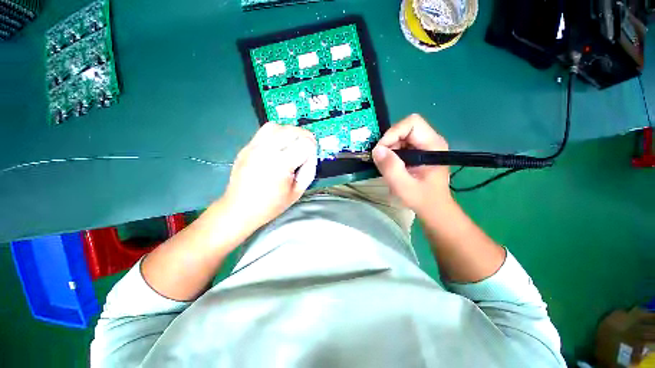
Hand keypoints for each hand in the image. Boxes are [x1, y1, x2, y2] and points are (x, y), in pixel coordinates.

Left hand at [222, 122, 317, 230]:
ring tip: (292, 144)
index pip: (305, 143)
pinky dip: (277, 134)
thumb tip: (311, 154)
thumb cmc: (270, 205)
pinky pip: (265, 131)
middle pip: (292, 130)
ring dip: (290, 132)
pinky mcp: (246, 147)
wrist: (239, 209)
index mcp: (281, 164)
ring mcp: (253, 147)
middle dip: (304, 137)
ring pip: (278, 126)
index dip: (312, 149)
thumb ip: (309, 170)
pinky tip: (278, 146)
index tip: (310, 158)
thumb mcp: (297, 192)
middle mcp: (266, 150)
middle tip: (306, 148)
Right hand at [372, 114, 451, 215]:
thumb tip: (376, 150)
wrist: (433, 208)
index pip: (412, 123)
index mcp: (433, 145)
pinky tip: (392, 165)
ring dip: (389, 148)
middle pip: (404, 127)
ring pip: (400, 135)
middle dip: (389, 142)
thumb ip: (391, 168)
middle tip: (383, 160)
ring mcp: (424, 145)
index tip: (382, 151)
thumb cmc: (422, 199)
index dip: (393, 133)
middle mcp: (430, 140)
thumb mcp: (404, 186)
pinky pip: (400, 143)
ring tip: (388, 165)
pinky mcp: (418, 151)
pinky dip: (391, 152)